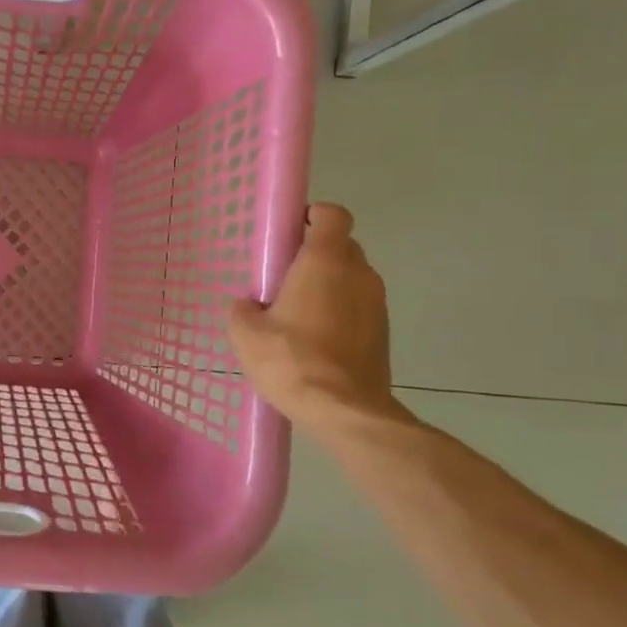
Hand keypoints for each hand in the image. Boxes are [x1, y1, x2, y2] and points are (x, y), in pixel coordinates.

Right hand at [229, 203, 403, 435]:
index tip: (291, 232)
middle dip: (315, 254)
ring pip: (351, 278)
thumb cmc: (292, 360)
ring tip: (298, 314)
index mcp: (325, 261)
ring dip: (329, 286)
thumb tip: (248, 306)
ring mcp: (377, 303)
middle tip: (284, 278)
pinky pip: (358, 307)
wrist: (345, 411)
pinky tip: (315, 340)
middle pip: (341, 246)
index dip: (313, 216)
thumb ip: (242, 310)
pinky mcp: (384, 332)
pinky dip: (340, 312)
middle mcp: (359, 273)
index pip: (332, 215)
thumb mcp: (246, 334)